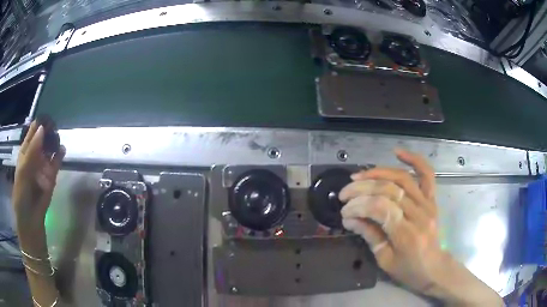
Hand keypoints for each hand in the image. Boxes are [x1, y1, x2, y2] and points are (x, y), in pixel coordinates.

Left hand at [12, 120, 64, 252]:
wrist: (31, 220)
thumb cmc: (21, 195)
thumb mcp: (23, 172)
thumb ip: (31, 151)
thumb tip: (42, 129)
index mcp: (25, 152)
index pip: (31, 133)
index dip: (37, 124)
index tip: (46, 116)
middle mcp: (34, 156)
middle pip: (42, 138)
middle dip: (47, 131)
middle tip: (54, 123)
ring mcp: (43, 166)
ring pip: (49, 149)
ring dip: (54, 142)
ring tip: (58, 135)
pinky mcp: (51, 177)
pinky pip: (56, 163)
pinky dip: (60, 156)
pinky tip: (62, 149)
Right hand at [339, 148, 440, 292]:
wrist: (434, 268)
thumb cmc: (409, 270)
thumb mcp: (385, 260)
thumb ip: (369, 235)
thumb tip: (349, 219)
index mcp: (407, 235)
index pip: (380, 209)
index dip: (359, 205)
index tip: (344, 211)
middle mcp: (419, 214)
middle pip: (389, 190)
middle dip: (362, 188)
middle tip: (344, 193)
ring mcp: (428, 204)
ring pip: (402, 178)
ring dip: (378, 173)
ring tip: (359, 175)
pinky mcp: (432, 199)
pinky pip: (426, 174)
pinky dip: (414, 160)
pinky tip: (397, 153)